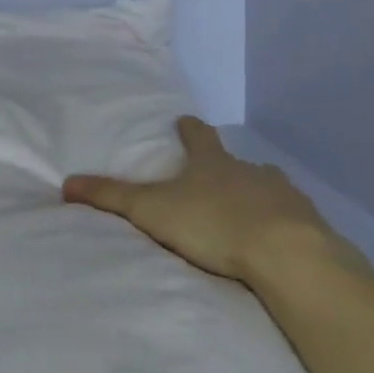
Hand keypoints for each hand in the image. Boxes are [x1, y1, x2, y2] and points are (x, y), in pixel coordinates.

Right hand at [62, 117, 347, 283]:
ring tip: (246, 212)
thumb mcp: (152, 210)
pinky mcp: (306, 223)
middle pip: (235, 161)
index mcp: (212, 163)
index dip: (190, 129)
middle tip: (214, 178)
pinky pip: (290, 218)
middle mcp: (249, 170)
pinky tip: (275, 240)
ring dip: (254, 195)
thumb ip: (112, 197)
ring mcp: (282, 194)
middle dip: (224, 167)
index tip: (185, 121)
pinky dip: (280, 224)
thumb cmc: (213, 223)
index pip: (198, 136)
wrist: (285, 252)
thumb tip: (67, 182)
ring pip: (265, 187)